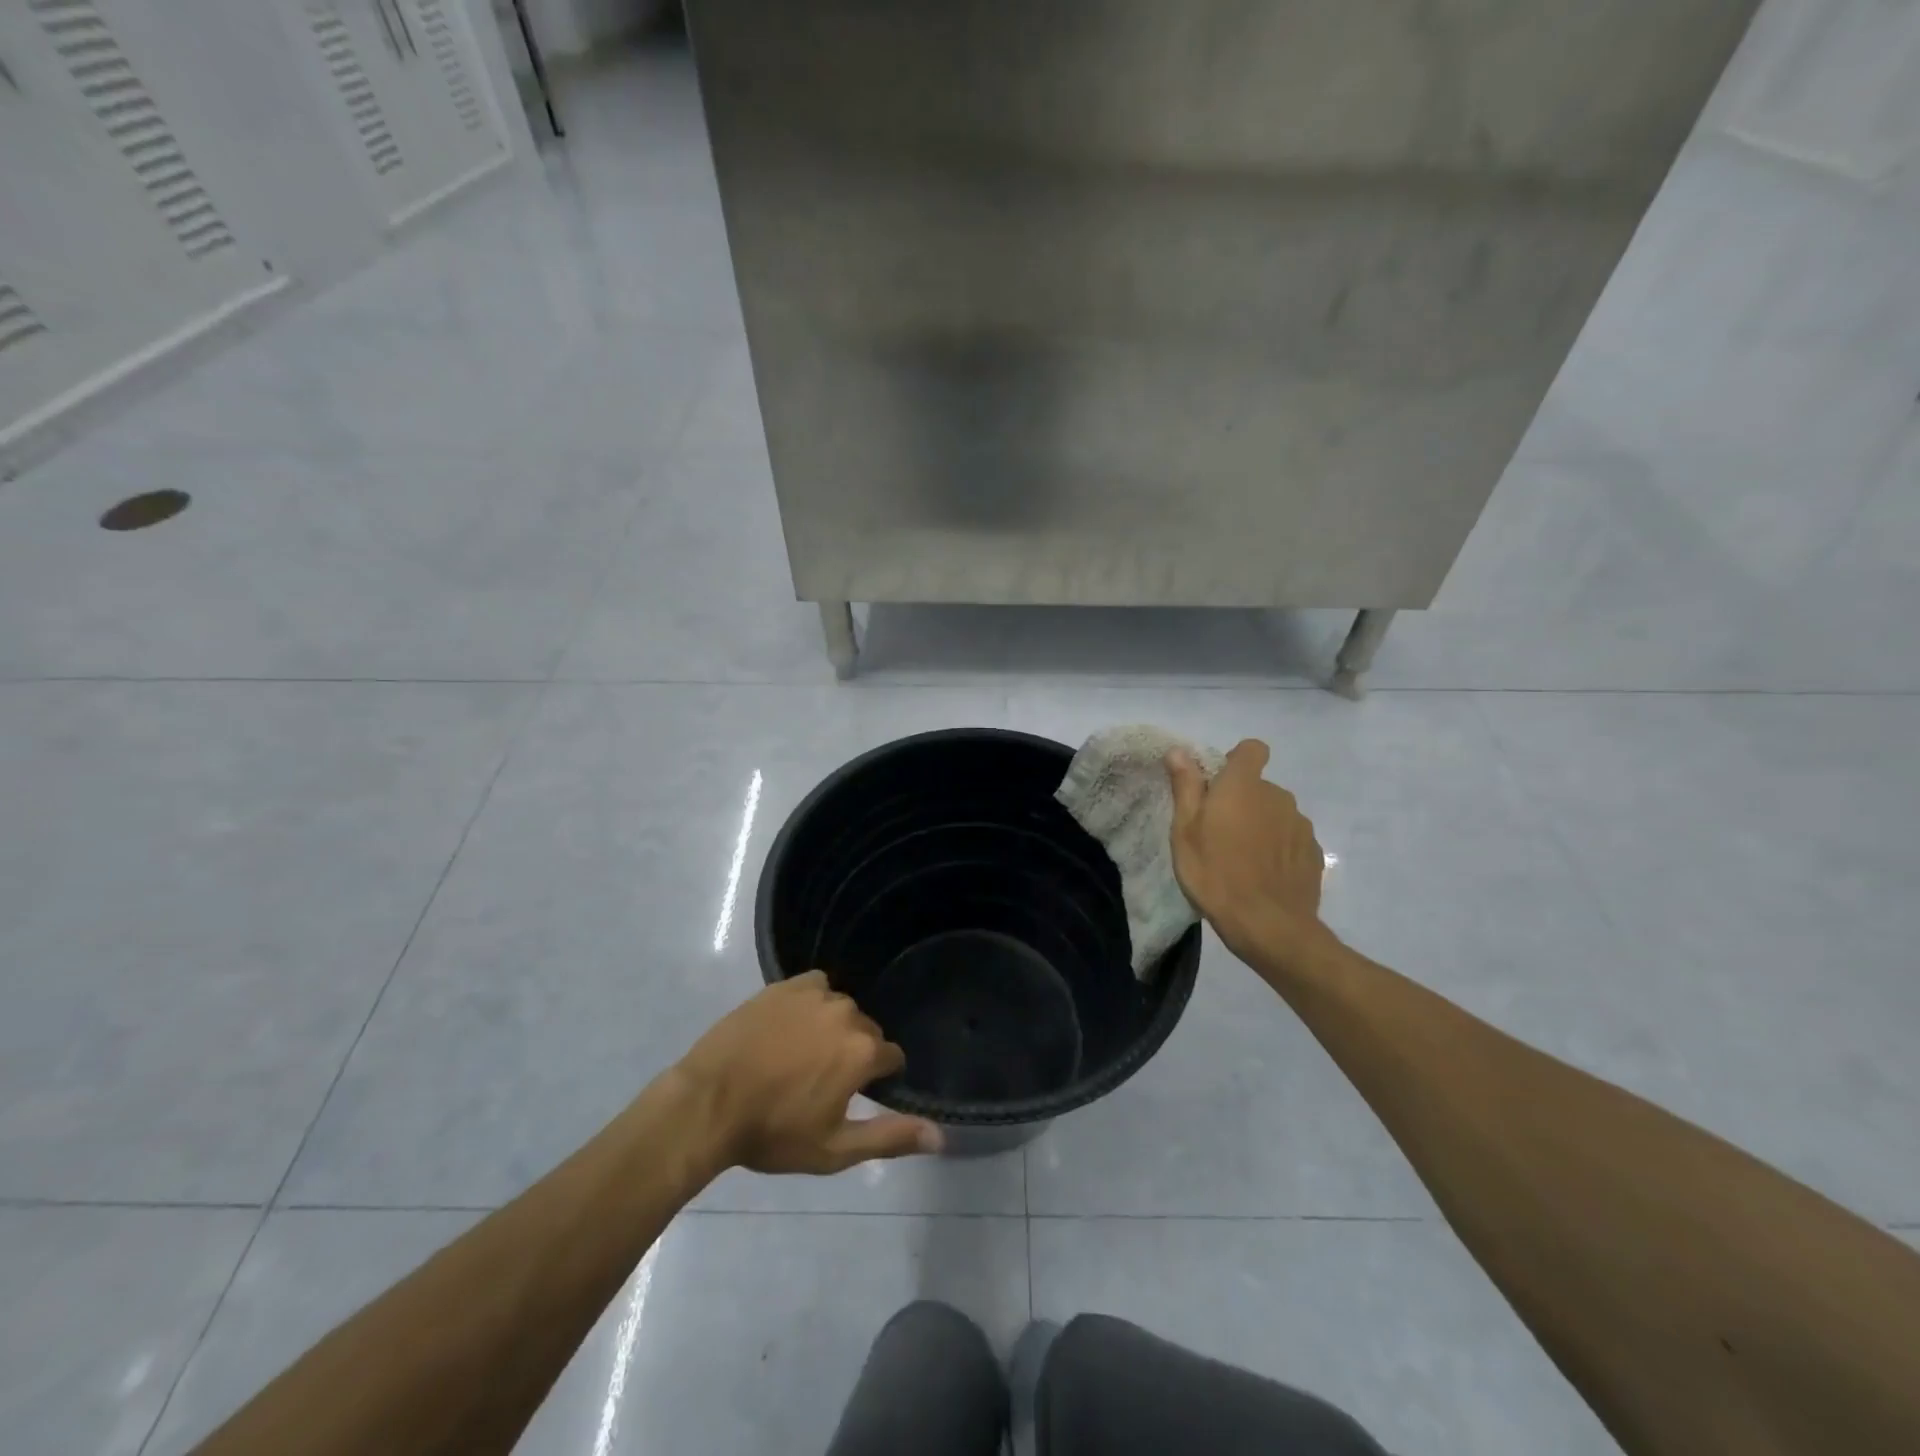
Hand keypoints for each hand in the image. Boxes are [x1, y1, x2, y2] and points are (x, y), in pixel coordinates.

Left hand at [675, 972, 942, 1174]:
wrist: (708, 1104)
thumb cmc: (773, 1133)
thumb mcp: (835, 1149)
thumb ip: (890, 1137)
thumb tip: (941, 1135)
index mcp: (863, 1051)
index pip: (892, 1057)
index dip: (878, 1079)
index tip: (854, 1096)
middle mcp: (847, 1013)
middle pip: (867, 1031)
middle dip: (855, 1053)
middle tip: (822, 1082)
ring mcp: (815, 994)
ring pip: (841, 1009)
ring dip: (832, 1028)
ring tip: (802, 1056)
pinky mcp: (785, 985)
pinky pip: (815, 987)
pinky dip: (812, 1003)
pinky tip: (791, 1026)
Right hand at [1166, 739, 1327, 969]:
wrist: (1269, 925)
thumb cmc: (1215, 874)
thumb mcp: (1185, 831)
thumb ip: (1186, 787)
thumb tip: (1180, 751)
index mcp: (1244, 786)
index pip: (1251, 749)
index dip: (1235, 761)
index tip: (1217, 786)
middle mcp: (1278, 796)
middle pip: (1259, 786)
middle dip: (1242, 801)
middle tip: (1218, 834)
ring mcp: (1300, 825)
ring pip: (1275, 813)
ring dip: (1260, 826)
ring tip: (1241, 860)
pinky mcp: (1313, 852)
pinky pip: (1290, 839)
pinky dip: (1277, 849)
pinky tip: (1263, 876)